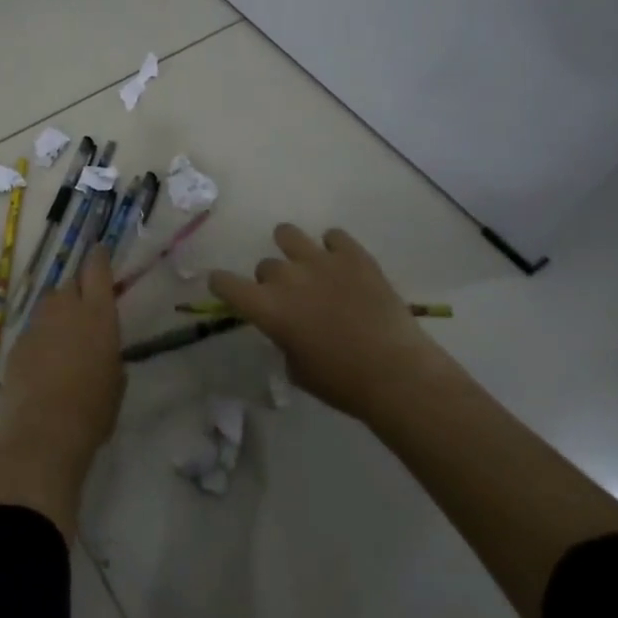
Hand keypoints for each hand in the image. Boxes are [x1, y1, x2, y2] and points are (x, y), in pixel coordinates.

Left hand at [0, 246, 124, 539]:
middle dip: (78, 290)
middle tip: (84, 308)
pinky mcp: (16, 342)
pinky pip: (33, 329)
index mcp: (98, 313)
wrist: (42, 432)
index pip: (97, 268)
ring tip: (64, 338)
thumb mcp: (116, 381)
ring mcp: (37, 323)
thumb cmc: (93, 410)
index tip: (99, 250)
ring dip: (57, 313)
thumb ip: (110, 354)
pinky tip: (44, 362)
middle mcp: (66, 308)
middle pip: (70, 283)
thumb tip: (102, 351)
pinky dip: (40, 337)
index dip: (98, 257)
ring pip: (48, 304)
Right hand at [209, 224, 444, 422]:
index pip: (225, 283)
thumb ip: (283, 340)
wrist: (396, 372)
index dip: (221, 283)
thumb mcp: (297, 369)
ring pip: (288, 234)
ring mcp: (320, 260)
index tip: (224, 286)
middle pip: (265, 265)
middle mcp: (286, 276)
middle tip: (291, 299)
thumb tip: (289, 329)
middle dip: (272, 281)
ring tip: (306, 264)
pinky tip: (342, 263)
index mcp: (266, 307)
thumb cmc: (342, 383)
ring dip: (292, 249)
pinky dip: (334, 247)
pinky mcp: (353, 255)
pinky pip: (333, 236)